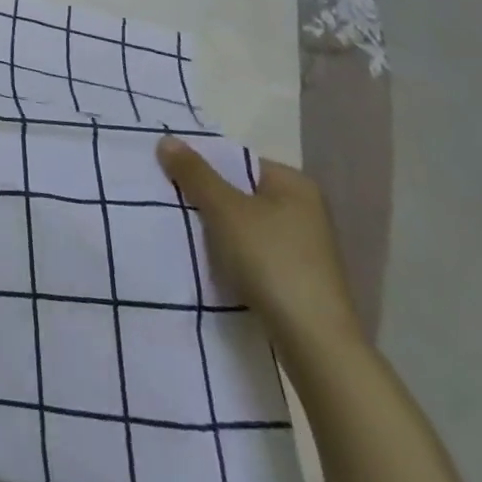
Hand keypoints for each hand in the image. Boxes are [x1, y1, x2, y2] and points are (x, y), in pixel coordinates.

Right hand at [156, 136, 361, 350]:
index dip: (203, 166)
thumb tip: (166, 139)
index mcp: (295, 184)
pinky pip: (253, 251)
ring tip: (183, 230)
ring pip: (244, 224)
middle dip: (206, 197)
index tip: (171, 176)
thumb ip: (195, 173)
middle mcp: (304, 210)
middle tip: (170, 201)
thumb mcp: (225, 210)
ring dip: (216, 228)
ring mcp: (304, 246)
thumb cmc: (271, 261)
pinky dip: (230, 252)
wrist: (314, 342)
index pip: (238, 161)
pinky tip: (209, 261)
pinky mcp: (297, 277)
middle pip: (240, 192)